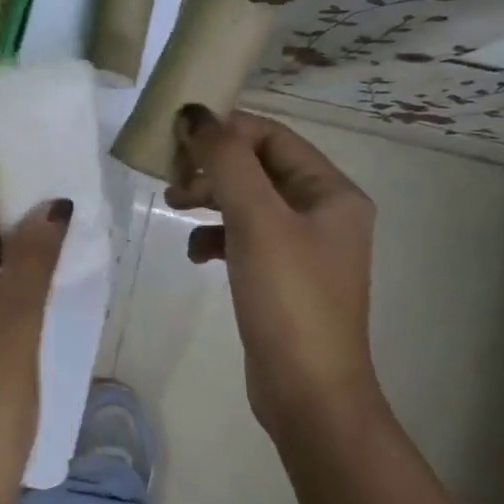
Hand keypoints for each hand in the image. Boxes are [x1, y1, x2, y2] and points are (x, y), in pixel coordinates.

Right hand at [168, 105, 379, 435]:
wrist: (307, 391)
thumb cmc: (289, 298)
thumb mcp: (256, 220)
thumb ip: (226, 161)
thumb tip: (195, 112)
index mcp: (331, 192)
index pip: (273, 137)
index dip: (226, 130)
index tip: (178, 137)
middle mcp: (323, 213)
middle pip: (258, 168)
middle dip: (213, 167)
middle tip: (171, 178)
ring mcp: (302, 247)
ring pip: (246, 202)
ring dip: (209, 199)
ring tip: (174, 207)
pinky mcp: (280, 276)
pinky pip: (243, 238)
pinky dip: (215, 237)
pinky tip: (195, 254)